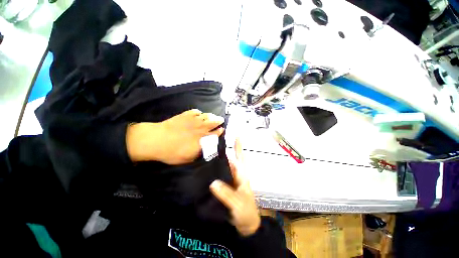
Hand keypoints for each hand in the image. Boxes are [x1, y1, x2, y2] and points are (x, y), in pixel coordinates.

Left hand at [126, 109, 224, 163]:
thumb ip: (199, 152)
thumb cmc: (172, 153)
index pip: (214, 134)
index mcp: (202, 139)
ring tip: (213, 116)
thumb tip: (207, 148)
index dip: (219, 132)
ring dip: (211, 116)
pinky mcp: (184, 115)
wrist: (156, 140)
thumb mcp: (188, 158)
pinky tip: (199, 113)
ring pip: (205, 116)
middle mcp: (200, 128)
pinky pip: (194, 111)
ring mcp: (192, 120)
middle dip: (218, 121)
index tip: (222, 129)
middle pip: (212, 122)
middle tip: (221, 119)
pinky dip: (198, 112)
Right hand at [210, 139, 260, 236]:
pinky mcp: (227, 187)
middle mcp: (237, 175)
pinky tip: (210, 169)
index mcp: (242, 175)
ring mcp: (232, 181)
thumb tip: (213, 183)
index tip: (236, 136)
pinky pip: (222, 176)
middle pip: (233, 159)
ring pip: (227, 167)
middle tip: (218, 142)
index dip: (238, 147)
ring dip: (221, 159)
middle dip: (229, 150)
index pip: (239, 158)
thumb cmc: (246, 212)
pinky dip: (217, 170)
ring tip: (211, 152)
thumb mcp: (238, 203)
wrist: (247, 225)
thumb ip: (226, 194)